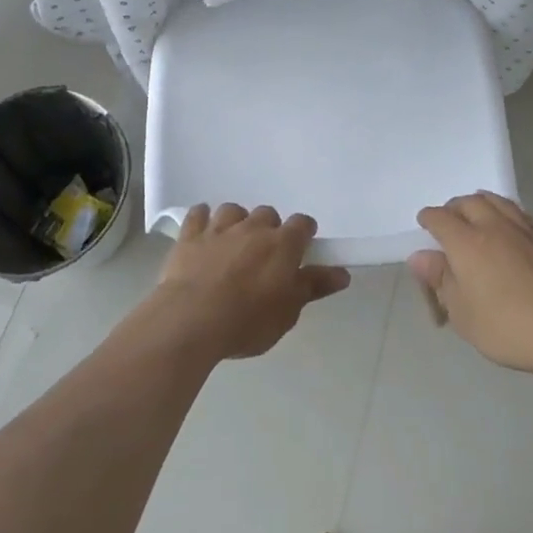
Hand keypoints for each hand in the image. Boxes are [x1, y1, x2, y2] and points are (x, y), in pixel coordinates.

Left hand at [150, 204, 350, 360]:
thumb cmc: (247, 322)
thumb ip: (313, 287)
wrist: (191, 320)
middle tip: (264, 256)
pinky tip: (202, 228)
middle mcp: (252, 227)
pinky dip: (202, 218)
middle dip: (269, 229)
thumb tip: (342, 273)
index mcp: (282, 244)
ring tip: (233, 243)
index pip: (302, 224)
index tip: (301, 248)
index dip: (304, 233)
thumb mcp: (288, 312)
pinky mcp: (190, 236)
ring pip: (233, 210)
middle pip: (267, 214)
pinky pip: (198, 214)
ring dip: (237, 222)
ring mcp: (219, 228)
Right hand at [409, 192, 532, 377]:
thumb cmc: (508, 327)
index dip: (428, 219)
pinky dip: (506, 214)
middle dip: (454, 208)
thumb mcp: (462, 314)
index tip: (424, 225)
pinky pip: (520, 214)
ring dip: (481, 204)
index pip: (439, 218)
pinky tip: (509, 229)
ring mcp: (524, 229)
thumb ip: (440, 280)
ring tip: (478, 216)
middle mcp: (493, 226)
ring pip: (496, 201)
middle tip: (450, 222)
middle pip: (468, 202)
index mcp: (466, 242)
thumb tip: (421, 257)